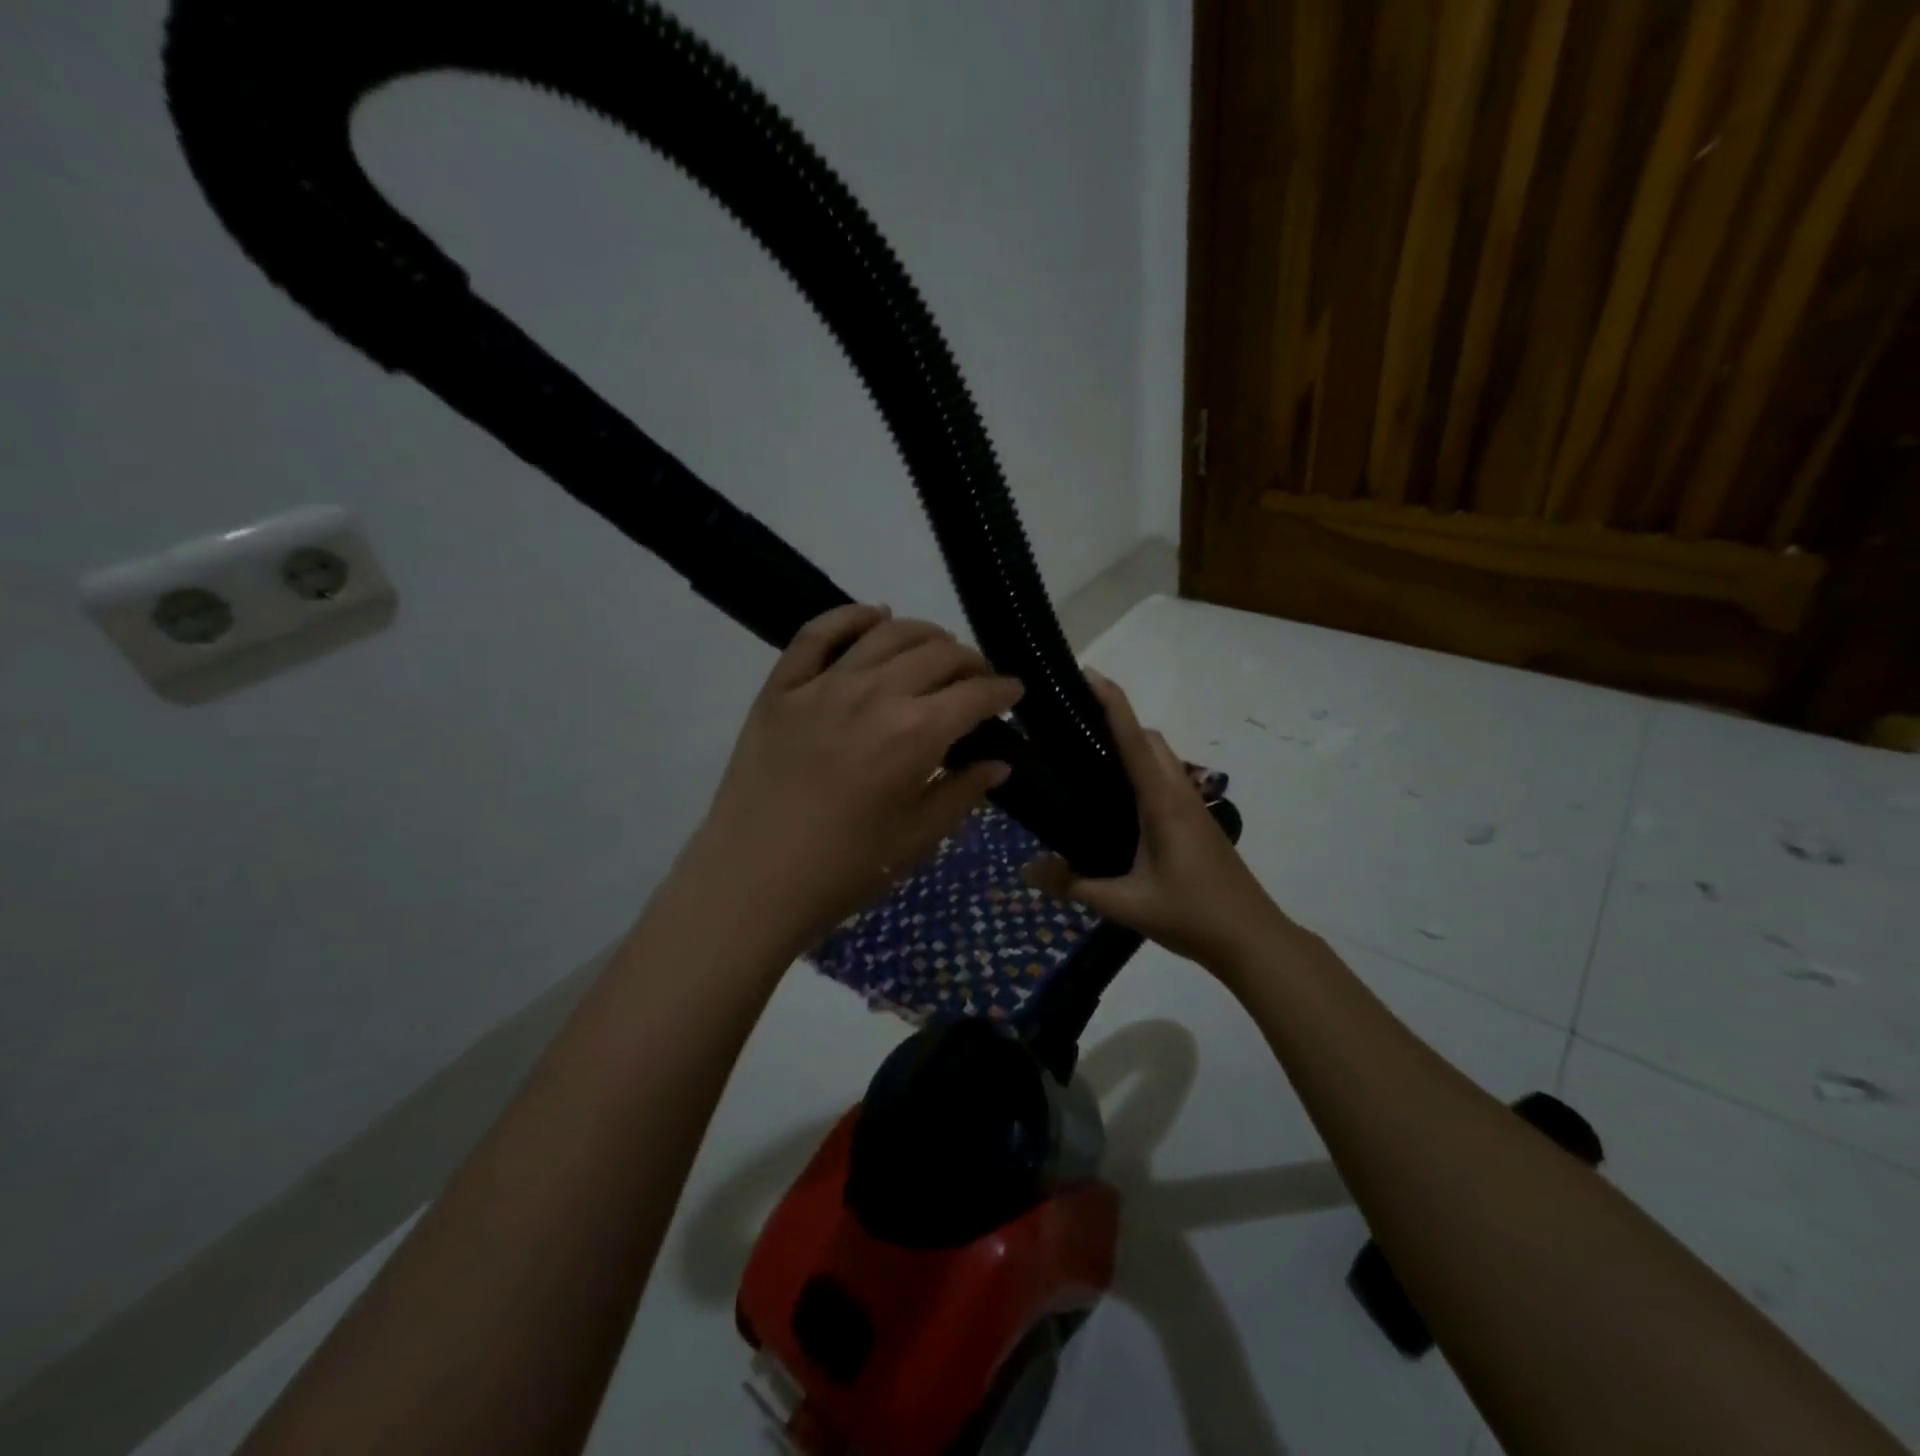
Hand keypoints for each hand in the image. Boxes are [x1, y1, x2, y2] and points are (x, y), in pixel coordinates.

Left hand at [681, 604, 1022, 953]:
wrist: (752, 881)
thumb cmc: (844, 869)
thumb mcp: (917, 838)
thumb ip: (962, 792)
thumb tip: (998, 763)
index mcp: (915, 733)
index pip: (974, 694)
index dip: (1002, 690)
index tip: (1014, 692)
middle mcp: (875, 693)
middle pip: (936, 654)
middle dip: (969, 661)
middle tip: (976, 678)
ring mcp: (823, 685)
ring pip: (886, 633)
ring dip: (923, 634)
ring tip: (936, 647)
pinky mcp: (781, 687)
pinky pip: (818, 633)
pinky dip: (851, 616)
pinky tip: (874, 615)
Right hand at [1024, 672, 1286, 969]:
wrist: (1252, 938)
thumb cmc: (1191, 915)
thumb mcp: (1125, 904)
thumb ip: (1074, 885)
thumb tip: (1025, 871)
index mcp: (1162, 801)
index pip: (1133, 739)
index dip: (1112, 702)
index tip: (1087, 674)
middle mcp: (1179, 792)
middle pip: (1149, 738)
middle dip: (1117, 719)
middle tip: (1072, 726)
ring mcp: (1192, 806)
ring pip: (1161, 756)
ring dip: (1131, 743)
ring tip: (1087, 758)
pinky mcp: (1196, 821)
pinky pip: (1165, 777)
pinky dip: (1141, 768)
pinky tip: (1116, 800)